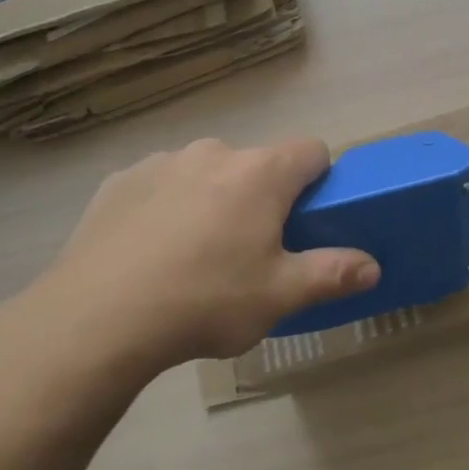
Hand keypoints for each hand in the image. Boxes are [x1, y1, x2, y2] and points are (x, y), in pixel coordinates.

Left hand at [0, 138, 379, 398]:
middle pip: (257, 164)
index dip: (318, 179)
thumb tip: (373, 267)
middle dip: (262, 196)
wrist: (95, 320)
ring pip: (207, 172)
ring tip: (194, 254)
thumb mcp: (279, 296)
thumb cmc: (204, 301)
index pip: (311, 150)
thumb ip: (332, 274)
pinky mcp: (119, 180)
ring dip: (213, 198)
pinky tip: (149, 251)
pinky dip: (166, 206)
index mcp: (261, 173)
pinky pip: (161, 184)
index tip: (307, 217)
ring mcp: (163, 162)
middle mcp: (215, 152)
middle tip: (250, 249)